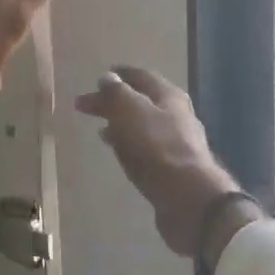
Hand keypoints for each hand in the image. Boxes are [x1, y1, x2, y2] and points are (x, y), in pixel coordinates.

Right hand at [74, 67, 246, 258]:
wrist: (189, 199)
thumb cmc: (157, 148)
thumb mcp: (130, 111)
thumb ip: (117, 93)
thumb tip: (108, 78)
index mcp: (168, 96)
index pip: (141, 76)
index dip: (118, 75)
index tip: (98, 77)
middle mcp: (177, 115)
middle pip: (141, 101)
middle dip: (114, 101)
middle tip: (86, 106)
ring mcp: (178, 143)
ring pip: (144, 126)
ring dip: (121, 124)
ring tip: (100, 129)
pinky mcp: (174, 169)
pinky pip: (146, 148)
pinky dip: (129, 145)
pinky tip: (119, 153)